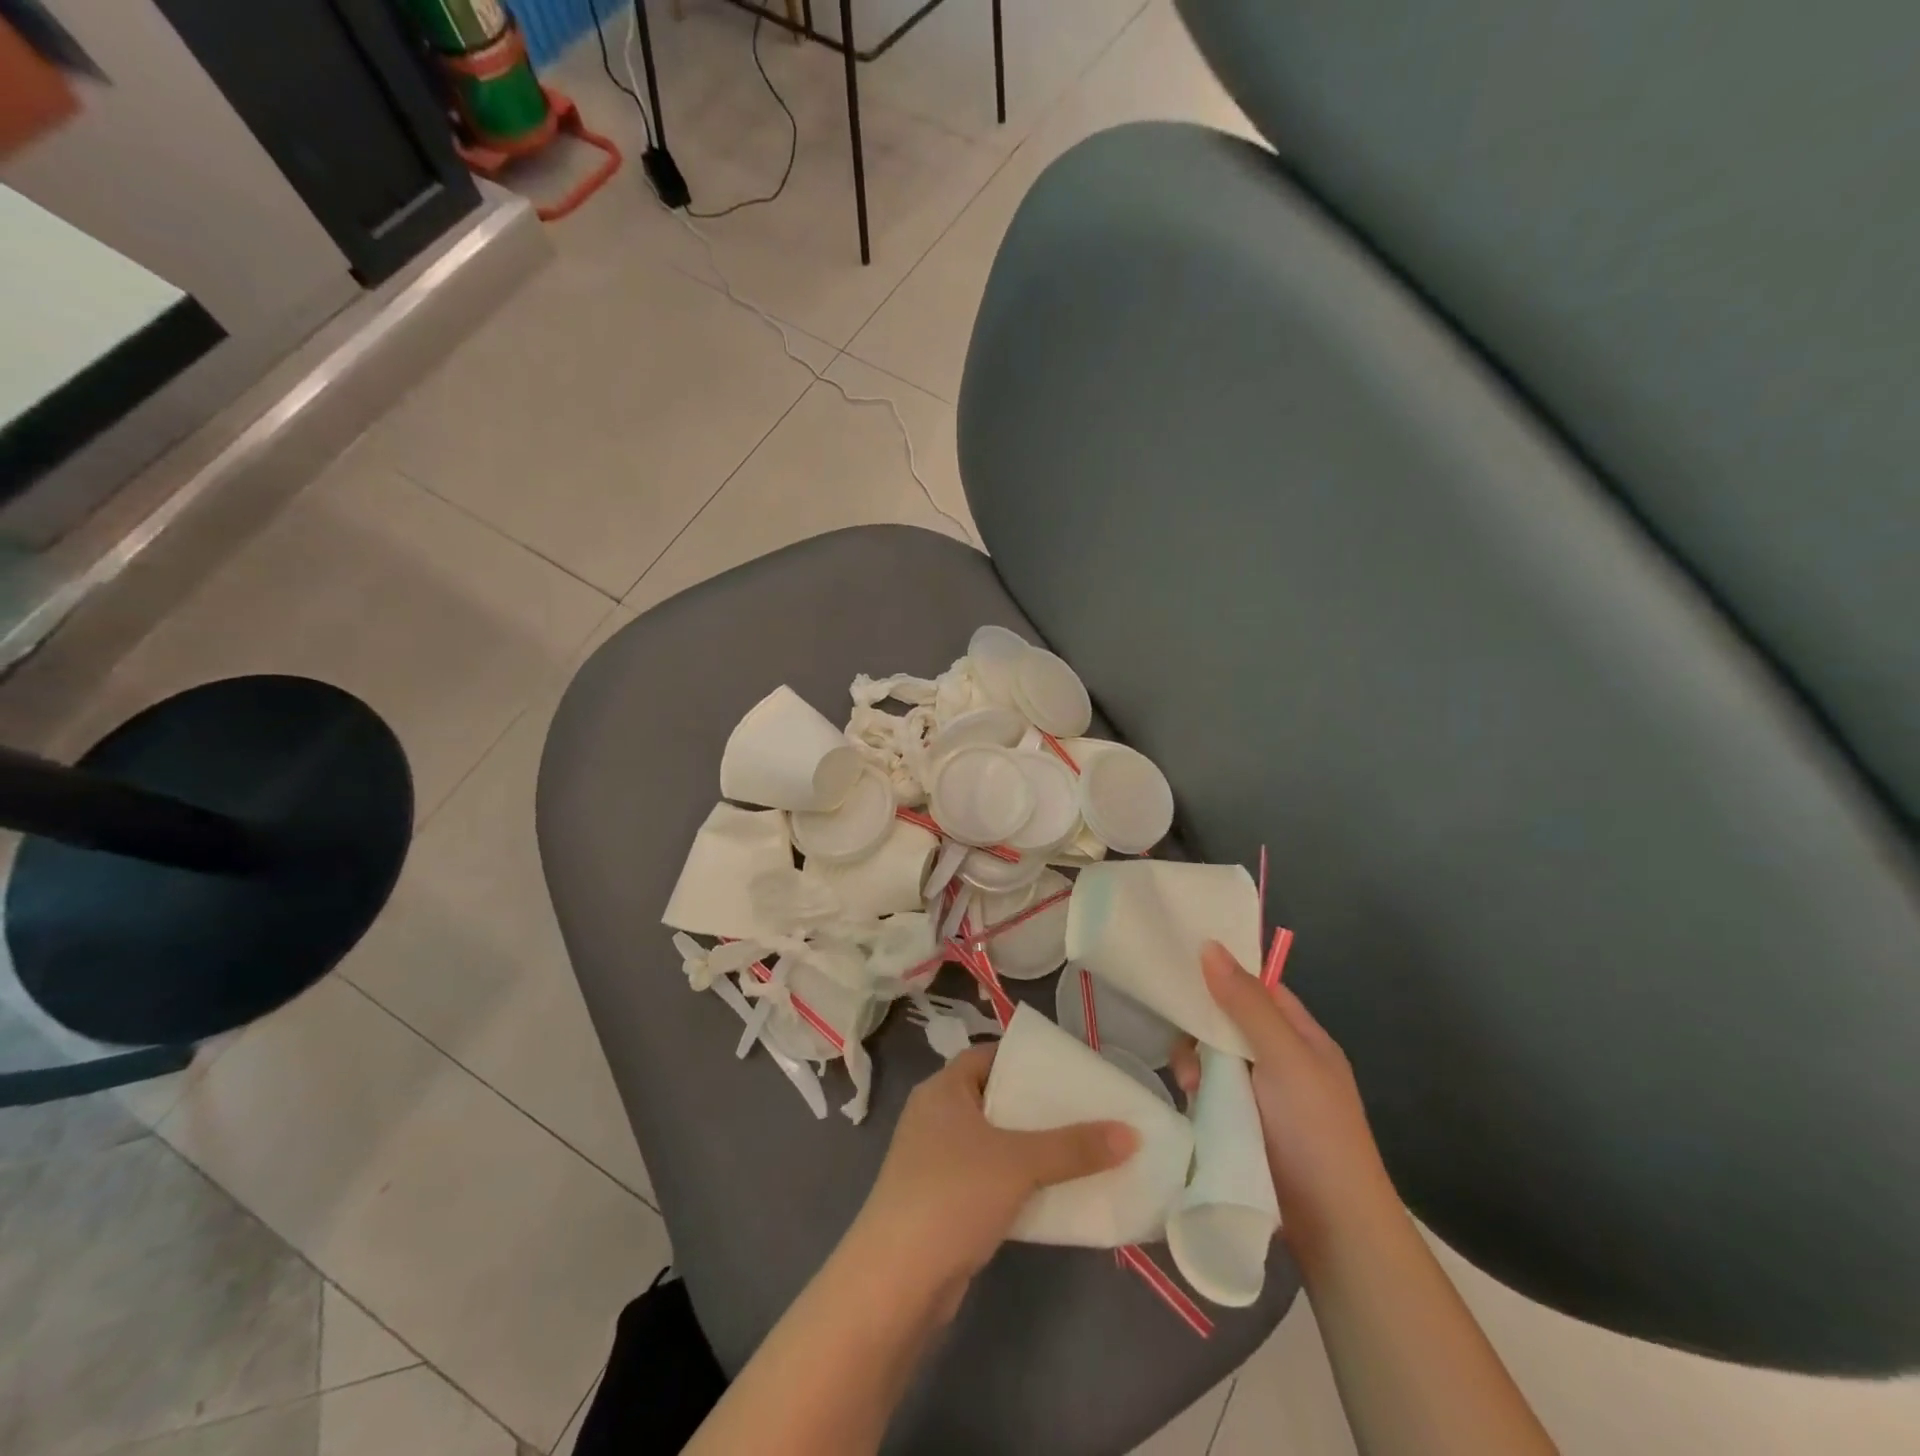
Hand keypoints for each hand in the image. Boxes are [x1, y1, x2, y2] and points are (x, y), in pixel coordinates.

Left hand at [849, 1044, 1137, 1309]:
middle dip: (1036, 1107)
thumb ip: (1073, 1147)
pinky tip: (1051, 1195)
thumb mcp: (1018, 1163)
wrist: (896, 1282)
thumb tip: (1131, 1133)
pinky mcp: (941, 1202)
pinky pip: (988, 1178)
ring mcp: (935, 1161)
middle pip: (994, 1098)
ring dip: (1030, 1148)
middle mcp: (935, 1116)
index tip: (1067, 1071)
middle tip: (1083, 1111)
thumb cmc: (952, 1195)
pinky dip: (1016, 1182)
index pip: (988, 1056)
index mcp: (943, 1089)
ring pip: (992, 1142)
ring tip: (1078, 1151)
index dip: (1025, 1060)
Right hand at [1171, 942, 1397, 1254]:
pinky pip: (1209, 1093)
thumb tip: (1209, 945)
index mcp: (1302, 1038)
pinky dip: (1197, 1093)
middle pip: (1229, 1023)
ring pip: (1214, 1059)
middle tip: (1189, 1049)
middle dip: (1204, 1029)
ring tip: (1190, 1087)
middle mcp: (1282, 1061)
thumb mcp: (1284, 1058)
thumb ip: (1246, 1004)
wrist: (1334, 1229)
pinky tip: (1189, 1103)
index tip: (1181, 965)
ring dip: (1197, 1065)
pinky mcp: (1242, 1127)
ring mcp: (1262, 1097)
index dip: (1224, 974)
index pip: (1259, 989)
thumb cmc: (1317, 1132)